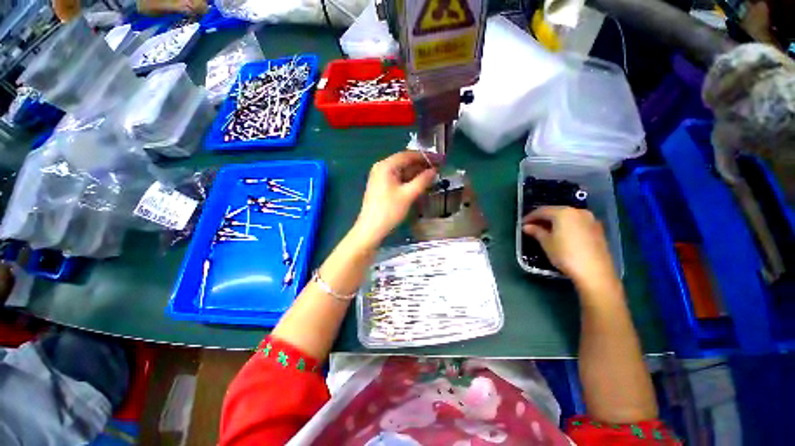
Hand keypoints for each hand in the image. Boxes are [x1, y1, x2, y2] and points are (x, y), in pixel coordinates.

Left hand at [352, 151, 435, 248]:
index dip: (426, 156)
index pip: (408, 155)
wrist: (371, 229)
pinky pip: (398, 178)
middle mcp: (382, 167)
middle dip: (422, 165)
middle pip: (405, 162)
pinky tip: (420, 183)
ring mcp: (380, 177)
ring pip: (402, 171)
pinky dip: (409, 180)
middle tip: (439, 168)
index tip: (440, 159)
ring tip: (433, 176)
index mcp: (386, 166)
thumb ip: (422, 180)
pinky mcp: (381, 186)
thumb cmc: (389, 211)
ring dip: (416, 173)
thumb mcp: (408, 195)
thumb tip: (434, 170)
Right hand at [523, 206, 616, 287]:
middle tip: (532, 226)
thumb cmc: (566, 255)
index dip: (530, 217)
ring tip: (545, 230)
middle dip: (543, 218)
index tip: (522, 223)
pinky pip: (576, 222)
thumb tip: (527, 227)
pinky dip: (566, 226)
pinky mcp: (597, 229)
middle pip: (556, 211)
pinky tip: (561, 234)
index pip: (542, 211)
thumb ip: (536, 232)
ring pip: (567, 216)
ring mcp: (590, 219)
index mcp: (563, 213)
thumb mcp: (546, 243)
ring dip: (555, 222)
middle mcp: (578, 211)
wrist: (595, 271)